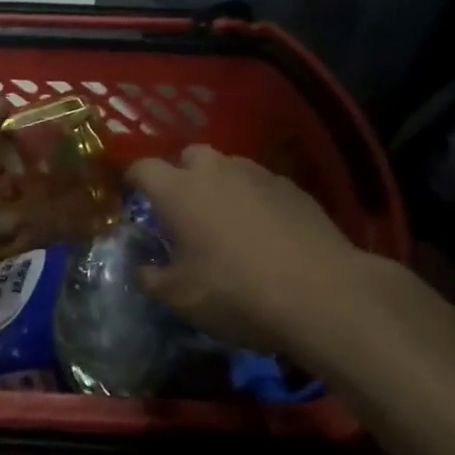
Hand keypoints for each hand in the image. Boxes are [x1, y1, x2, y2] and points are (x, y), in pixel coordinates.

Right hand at [126, 145, 400, 353]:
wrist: (322, 294)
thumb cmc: (236, 293)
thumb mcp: (181, 298)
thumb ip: (152, 278)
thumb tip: (142, 268)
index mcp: (178, 190)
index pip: (143, 168)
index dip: (134, 180)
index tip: (133, 196)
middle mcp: (215, 170)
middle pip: (189, 156)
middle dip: (181, 176)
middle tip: (184, 211)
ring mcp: (258, 174)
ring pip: (228, 167)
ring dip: (220, 185)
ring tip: (226, 221)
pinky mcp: (293, 187)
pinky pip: (261, 185)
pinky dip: (254, 200)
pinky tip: (266, 233)